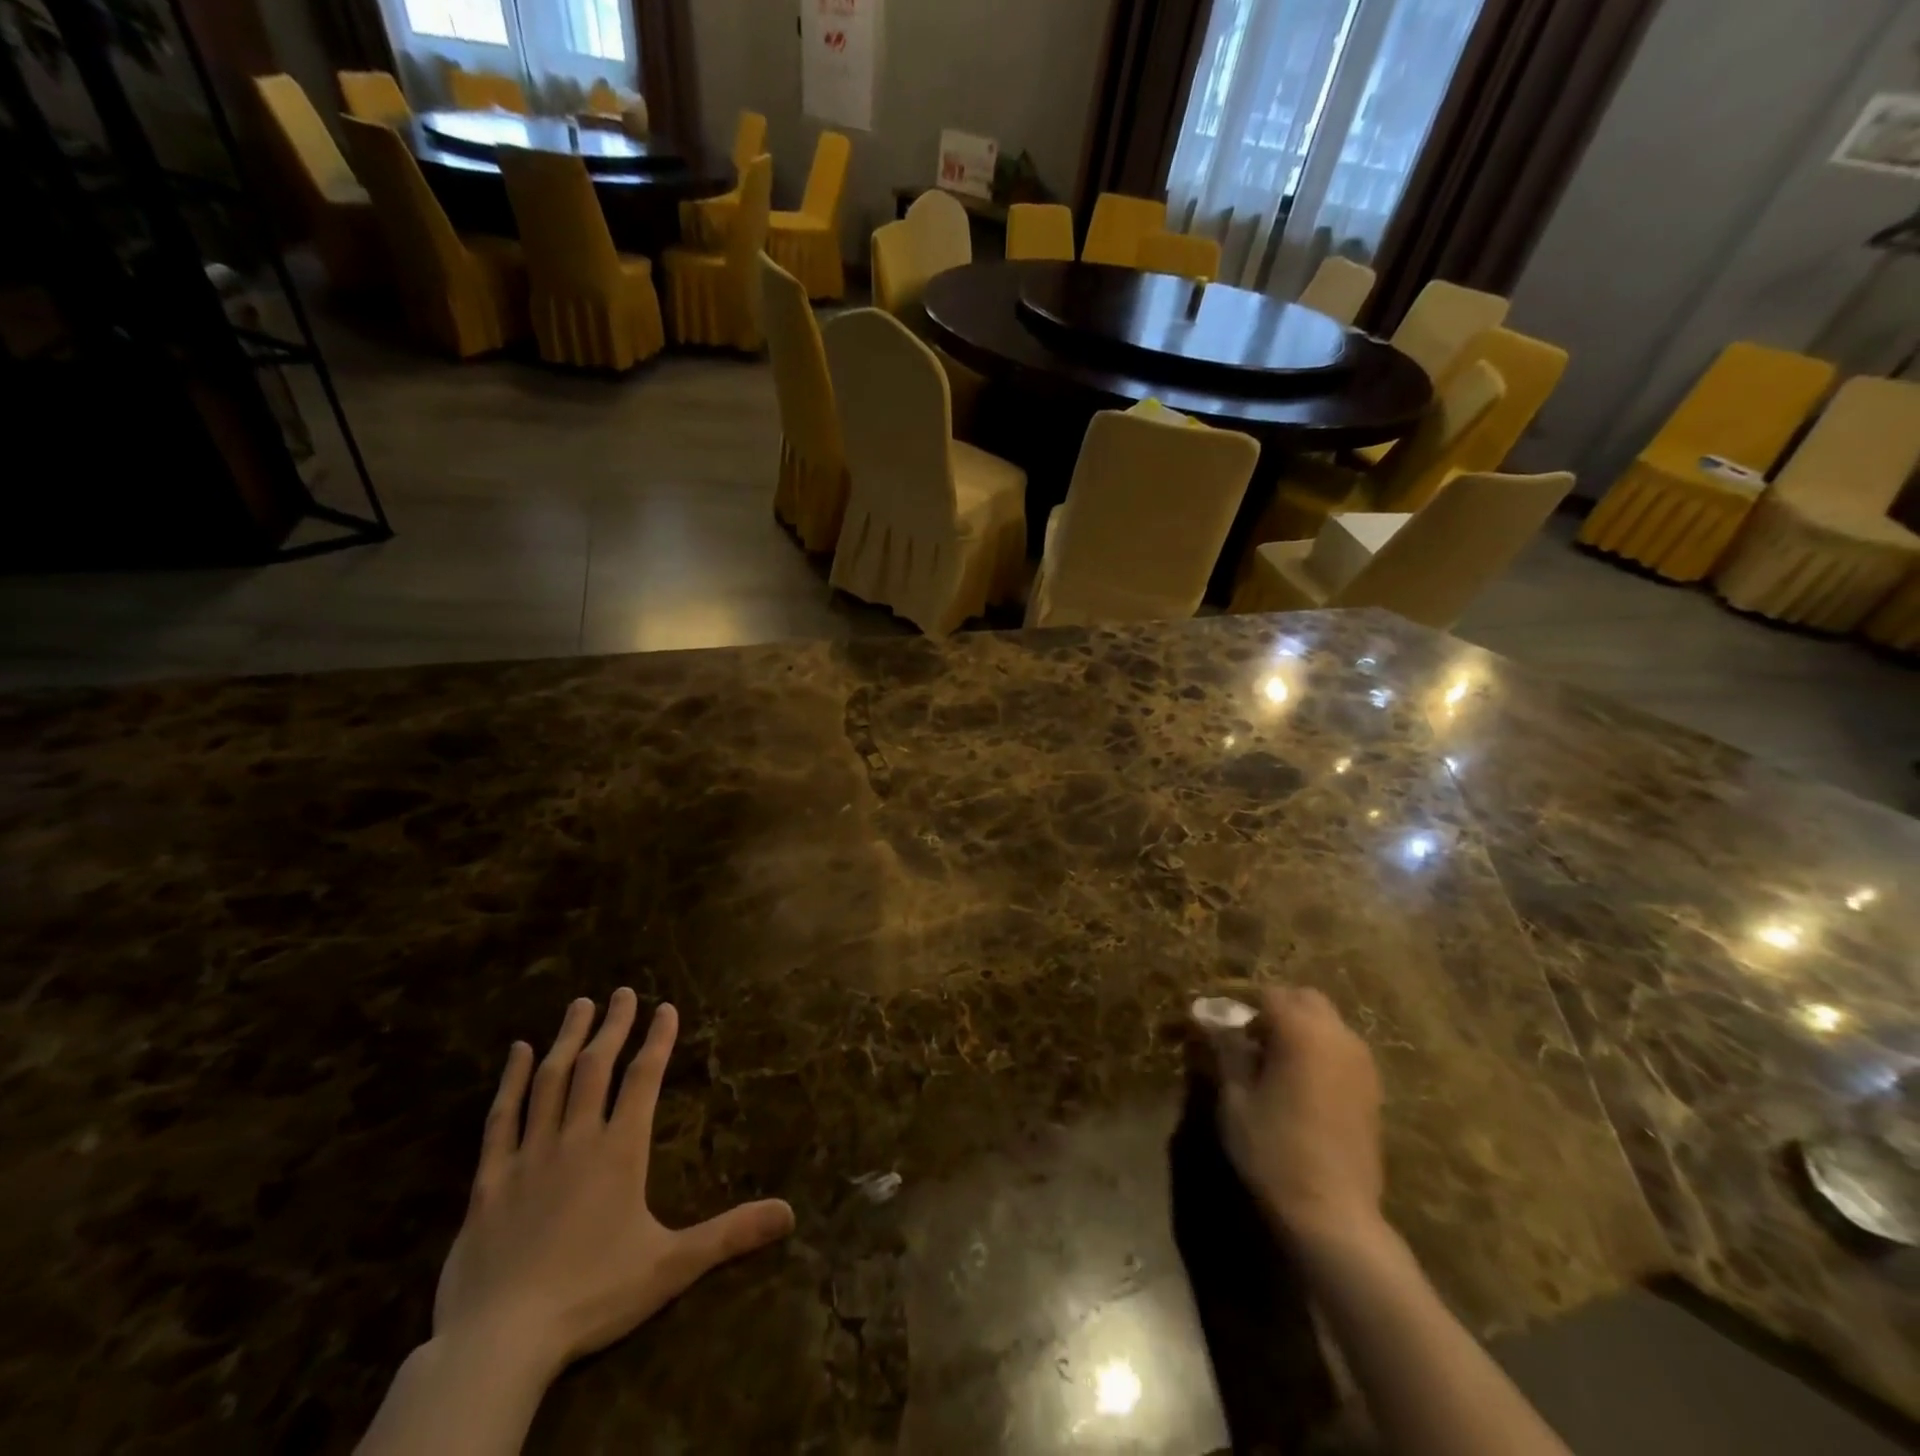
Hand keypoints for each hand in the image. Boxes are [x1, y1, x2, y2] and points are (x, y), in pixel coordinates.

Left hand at [433, 990, 795, 1380]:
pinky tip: (518, 1052)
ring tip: (579, 1005)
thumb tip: (790, 1214)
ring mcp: (529, 1155)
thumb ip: (729, 1235)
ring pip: (551, 1081)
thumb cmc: (592, 1298)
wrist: (499, 1343)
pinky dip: (511, 1080)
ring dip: (568, 1039)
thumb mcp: (671, 1266)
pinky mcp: (489, 1180)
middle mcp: (576, 1139)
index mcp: (620, 1151)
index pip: (644, 1079)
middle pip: (596, 1067)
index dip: (657, 1040)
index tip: (665, 1007)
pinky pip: (501, 1118)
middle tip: (622, 991)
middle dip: (613, 1025)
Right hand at [1214, 986, 1384, 1244]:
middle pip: (1305, 1000)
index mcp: (1302, 1031)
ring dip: (1299, 1028)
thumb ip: (1227, 1049)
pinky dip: (1318, 1050)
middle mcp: (1338, 1037)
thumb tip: (1212, 1018)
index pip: (1268, 994)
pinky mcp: (1372, 1090)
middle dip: (1275, 1008)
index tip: (1218, 1021)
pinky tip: (1297, 1082)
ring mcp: (1361, 1064)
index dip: (1240, 1002)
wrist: (1333, 1214)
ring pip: (1326, 1023)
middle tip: (1246, 1036)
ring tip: (1269, 1060)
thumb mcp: (1235, 1097)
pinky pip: (1340, 1050)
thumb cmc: (1273, 1150)